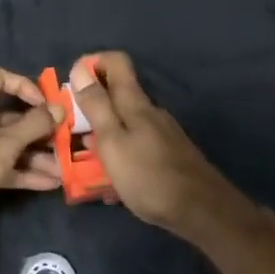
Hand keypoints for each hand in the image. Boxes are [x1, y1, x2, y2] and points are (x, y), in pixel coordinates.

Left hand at [0, 68, 63, 232]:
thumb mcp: (3, 144)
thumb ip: (33, 126)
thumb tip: (59, 108)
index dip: (23, 86)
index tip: (45, 103)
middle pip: (9, 116)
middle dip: (38, 130)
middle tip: (65, 142)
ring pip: (7, 145)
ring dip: (34, 156)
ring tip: (63, 170)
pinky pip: (0, 166)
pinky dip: (21, 173)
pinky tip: (48, 185)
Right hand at [69, 52, 233, 235]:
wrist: (202, 211)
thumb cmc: (149, 176)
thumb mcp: (112, 141)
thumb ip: (96, 105)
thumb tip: (79, 68)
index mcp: (135, 103)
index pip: (116, 61)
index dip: (92, 63)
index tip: (72, 84)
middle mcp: (150, 111)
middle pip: (118, 93)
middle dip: (92, 105)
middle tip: (71, 129)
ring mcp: (163, 133)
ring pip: (126, 122)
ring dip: (104, 133)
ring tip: (86, 159)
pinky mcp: (169, 154)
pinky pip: (137, 144)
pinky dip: (121, 153)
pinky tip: (114, 181)